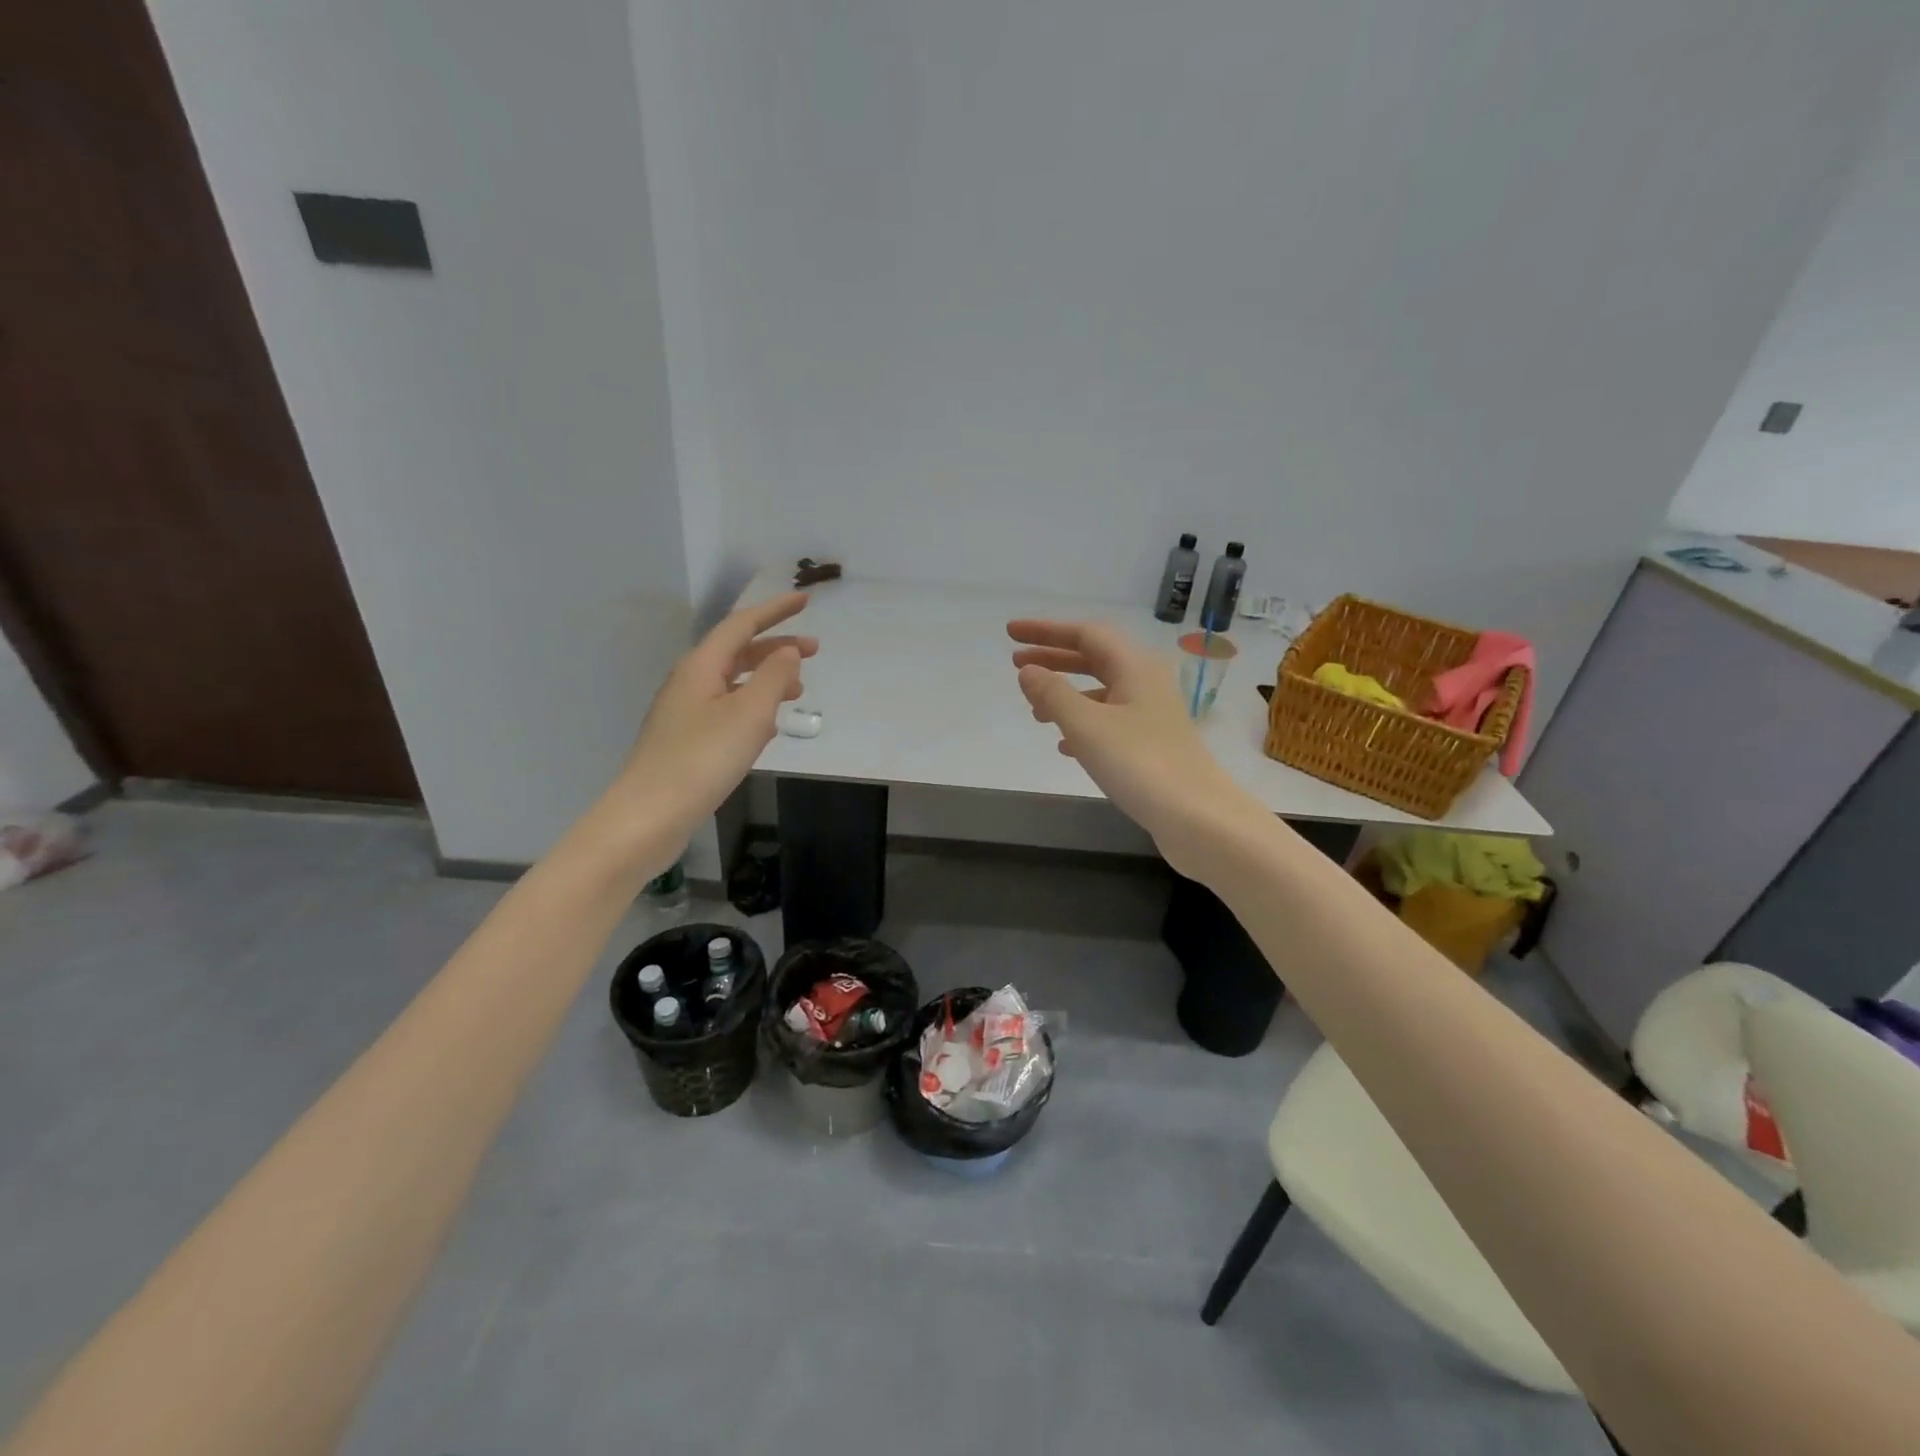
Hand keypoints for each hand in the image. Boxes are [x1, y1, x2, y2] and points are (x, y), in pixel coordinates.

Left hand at [619, 593, 816, 831]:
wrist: (650, 815)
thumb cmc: (703, 758)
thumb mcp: (749, 713)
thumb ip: (773, 677)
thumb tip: (789, 652)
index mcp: (701, 666)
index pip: (742, 624)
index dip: (775, 610)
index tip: (806, 600)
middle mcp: (689, 682)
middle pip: (737, 651)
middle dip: (776, 647)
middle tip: (815, 651)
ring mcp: (684, 712)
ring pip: (732, 682)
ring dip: (767, 679)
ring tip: (798, 692)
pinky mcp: (685, 740)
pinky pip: (726, 709)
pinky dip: (753, 707)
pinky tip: (768, 728)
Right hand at [1009, 619, 1260, 876]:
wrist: (1197, 817)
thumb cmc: (1140, 763)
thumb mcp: (1086, 726)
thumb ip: (1053, 694)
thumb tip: (1028, 670)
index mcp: (1135, 666)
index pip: (1085, 634)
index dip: (1046, 631)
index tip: (1011, 633)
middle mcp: (1146, 683)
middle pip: (1094, 658)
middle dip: (1054, 659)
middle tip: (1015, 663)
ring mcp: (1152, 714)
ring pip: (1101, 692)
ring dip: (1066, 694)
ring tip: (1034, 709)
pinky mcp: (1153, 743)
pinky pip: (1110, 721)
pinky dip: (1083, 724)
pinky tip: (1064, 745)